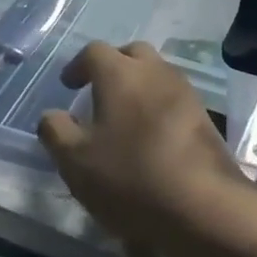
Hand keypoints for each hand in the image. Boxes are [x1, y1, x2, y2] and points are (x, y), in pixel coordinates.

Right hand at [37, 41, 246, 251]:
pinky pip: (174, 99)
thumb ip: (56, 131)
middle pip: (131, 54)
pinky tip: (151, 137)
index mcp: (120, 73)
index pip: (93, 51)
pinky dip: (158, 107)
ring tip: (124, 117)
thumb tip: (52, 114)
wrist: (204, 205)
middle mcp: (155, 71)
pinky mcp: (205, 117)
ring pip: (157, 74)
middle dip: (113, 66)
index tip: (68, 86)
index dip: (77, 66)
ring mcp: (185, 92)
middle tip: (99, 92)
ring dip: (138, 86)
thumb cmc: (130, 177)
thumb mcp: (75, 161)